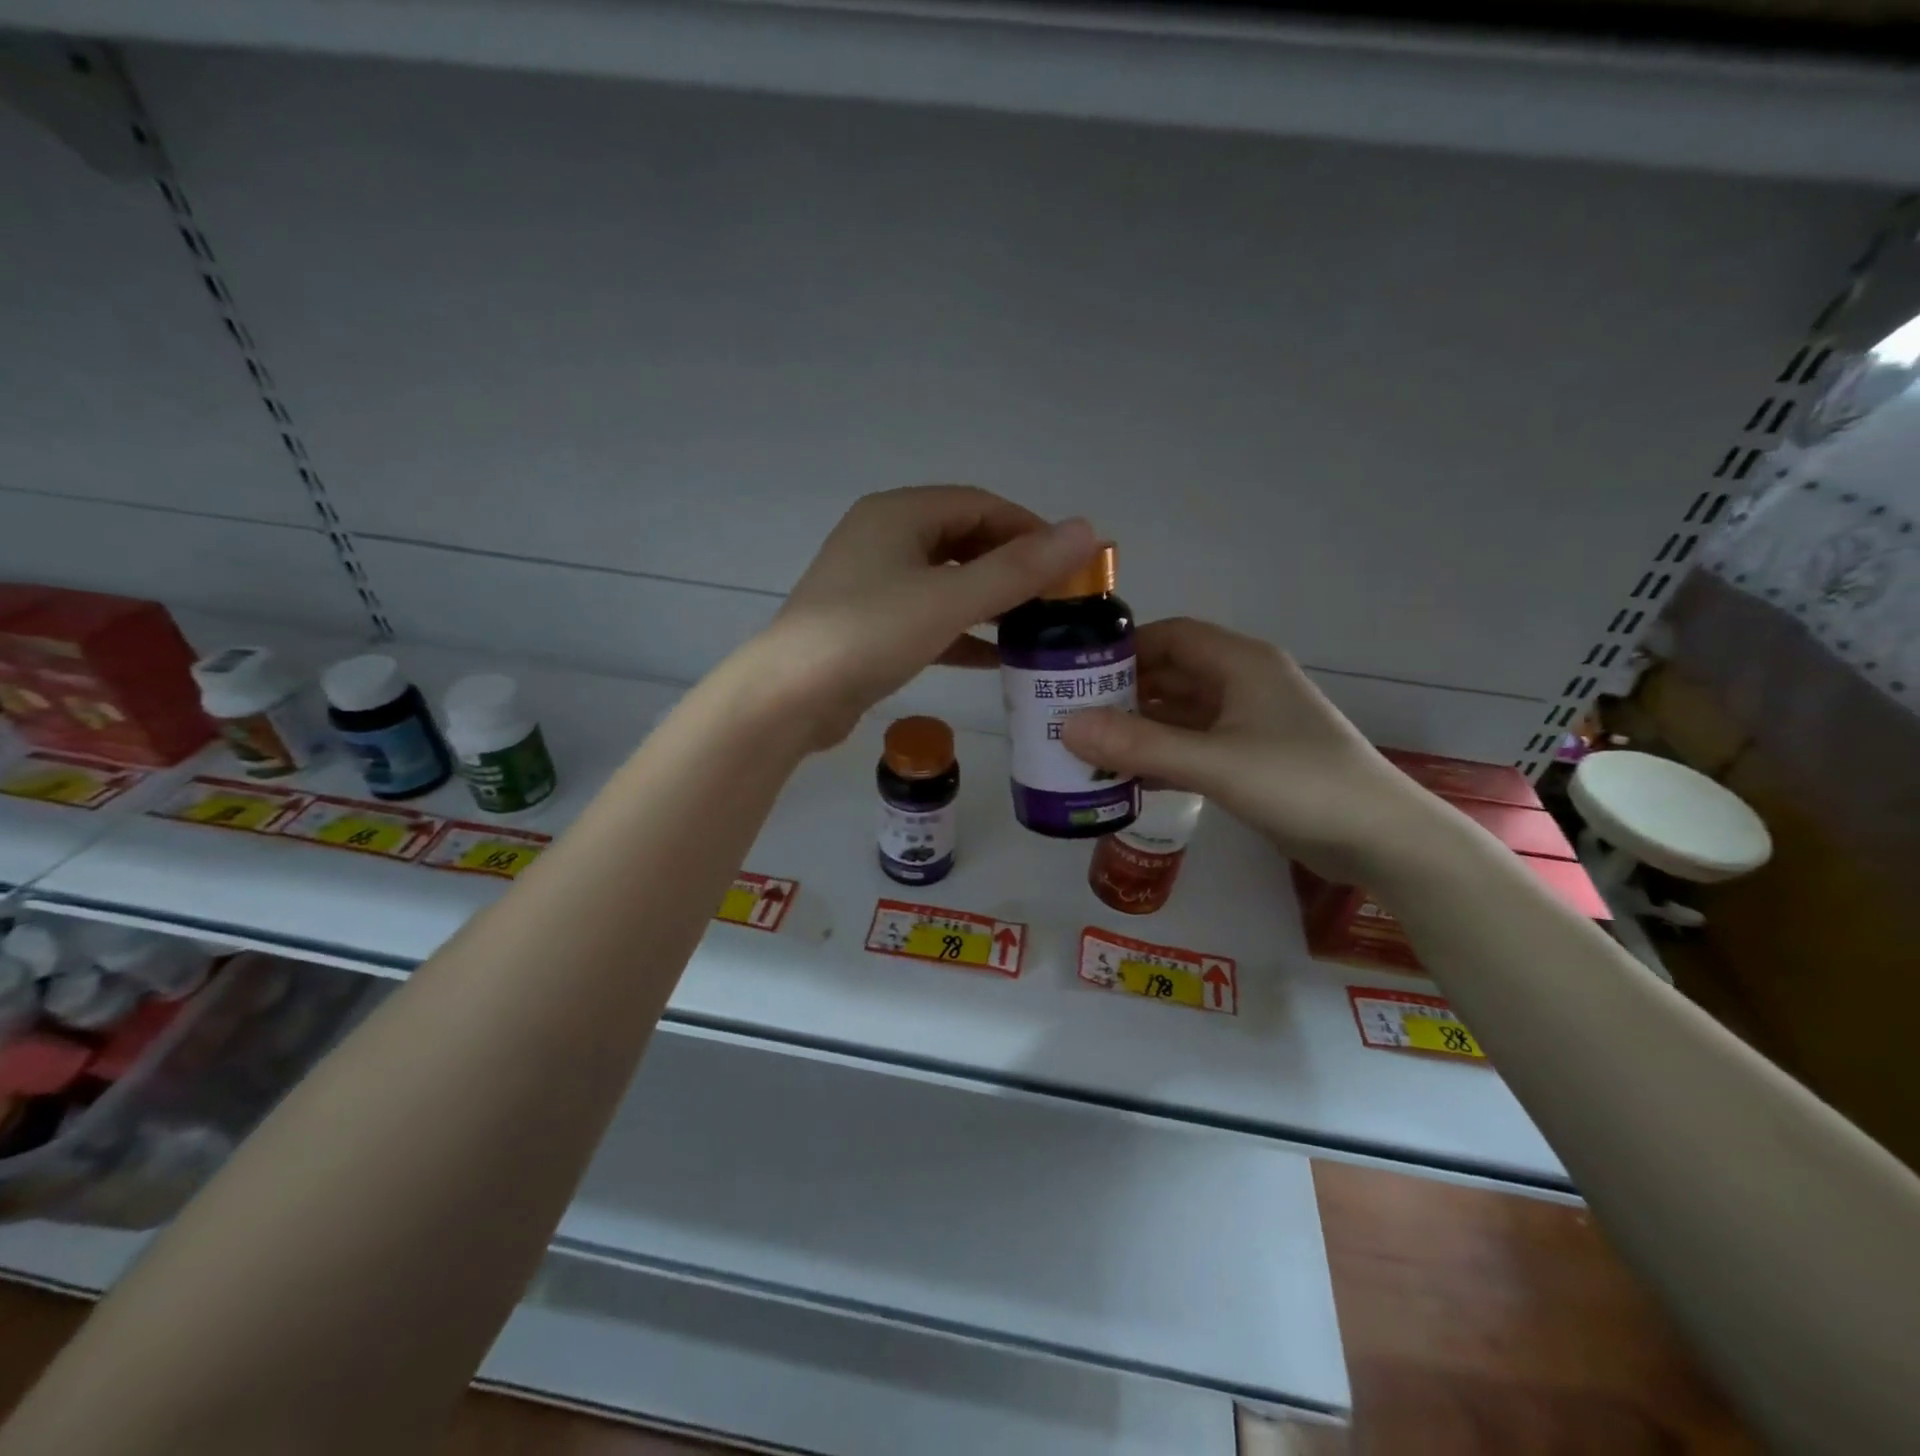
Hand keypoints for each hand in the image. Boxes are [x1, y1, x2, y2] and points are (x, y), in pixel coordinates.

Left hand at [750, 486, 1096, 749]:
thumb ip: (1019, 569)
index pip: (980, 506)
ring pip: (948, 583)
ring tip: (1037, 626)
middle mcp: (885, 539)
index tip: (1071, 562)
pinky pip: (930, 619)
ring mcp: (874, 585)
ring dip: (991, 602)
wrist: (789, 697)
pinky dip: (963, 633)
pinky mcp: (871, 627)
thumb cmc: (869, 634)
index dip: (1030, 528)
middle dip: (1013, 567)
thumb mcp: (950, 599)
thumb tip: (1085, 530)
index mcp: (899, 514)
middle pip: (964, 542)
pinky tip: (997, 658)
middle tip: (1058, 598)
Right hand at [1061, 618, 1440, 882]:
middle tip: (1070, 714)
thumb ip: (1140, 744)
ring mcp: (1247, 724)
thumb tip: (1066, 727)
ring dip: (1139, 728)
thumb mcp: (1214, 762)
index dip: (1124, 648)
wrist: (1379, 838)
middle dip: (1123, 692)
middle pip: (1171, 674)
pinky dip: (1161, 756)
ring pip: (1180, 714)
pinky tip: (1127, 777)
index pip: (1171, 636)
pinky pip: (1193, 746)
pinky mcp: (1249, 759)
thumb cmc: (1299, 783)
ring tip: (1087, 747)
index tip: (1076, 672)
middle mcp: (1242, 684)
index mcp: (1240, 663)